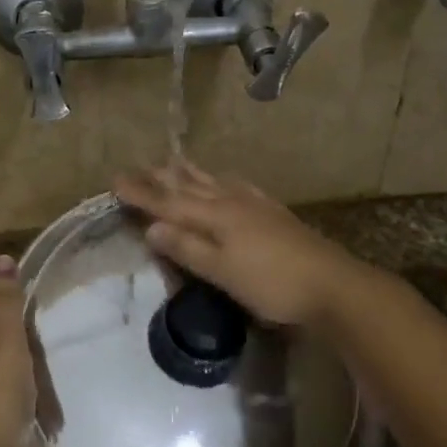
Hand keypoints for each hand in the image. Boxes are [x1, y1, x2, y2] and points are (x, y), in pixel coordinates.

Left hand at [0, 255, 39, 446]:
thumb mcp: (4, 337)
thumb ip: (6, 299)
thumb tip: (3, 259)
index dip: (20, 321)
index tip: (37, 335)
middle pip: (10, 343)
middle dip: (34, 358)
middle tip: (43, 370)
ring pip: (22, 373)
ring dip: (40, 386)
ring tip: (48, 401)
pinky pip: (25, 402)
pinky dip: (39, 408)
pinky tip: (48, 418)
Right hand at [113, 162, 369, 327]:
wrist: (331, 284)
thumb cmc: (272, 284)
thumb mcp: (223, 273)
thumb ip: (188, 248)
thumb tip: (152, 227)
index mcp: (215, 217)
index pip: (169, 203)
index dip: (141, 194)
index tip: (115, 181)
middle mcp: (231, 203)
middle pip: (188, 187)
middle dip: (160, 178)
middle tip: (136, 167)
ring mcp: (254, 205)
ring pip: (212, 182)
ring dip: (188, 173)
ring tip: (172, 163)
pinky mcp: (272, 212)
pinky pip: (237, 186)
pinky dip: (221, 180)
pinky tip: (225, 180)